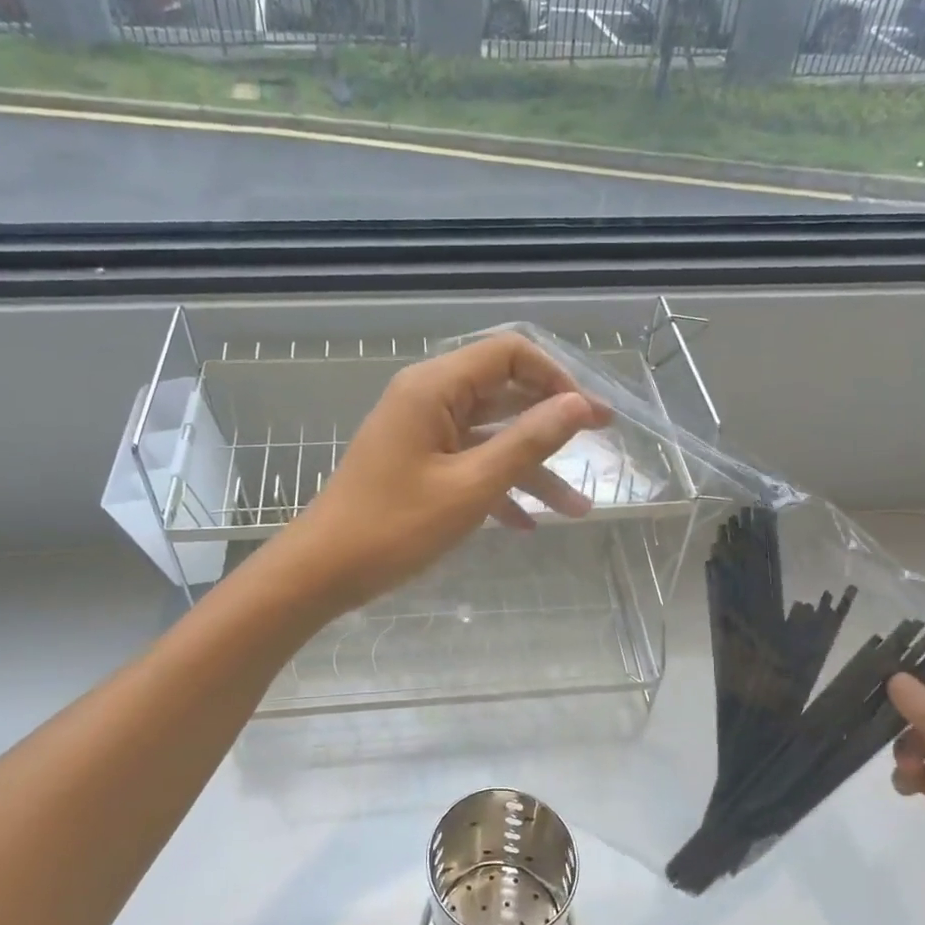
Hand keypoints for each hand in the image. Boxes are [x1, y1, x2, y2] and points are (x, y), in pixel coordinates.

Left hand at [269, 333, 613, 612]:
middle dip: (553, 422)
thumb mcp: (471, 486)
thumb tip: (577, 404)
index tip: (590, 415)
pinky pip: (470, 463)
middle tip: (600, 443)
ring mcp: (423, 433)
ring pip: (492, 437)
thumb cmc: (395, 527)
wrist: (324, 571)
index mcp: (434, 387)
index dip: (557, 377)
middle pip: (504, 393)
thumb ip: (527, 442)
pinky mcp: (418, 465)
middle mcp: (429, 399)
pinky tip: (527, 525)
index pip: (509, 354)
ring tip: (577, 510)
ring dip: (533, 469)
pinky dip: (500, 487)